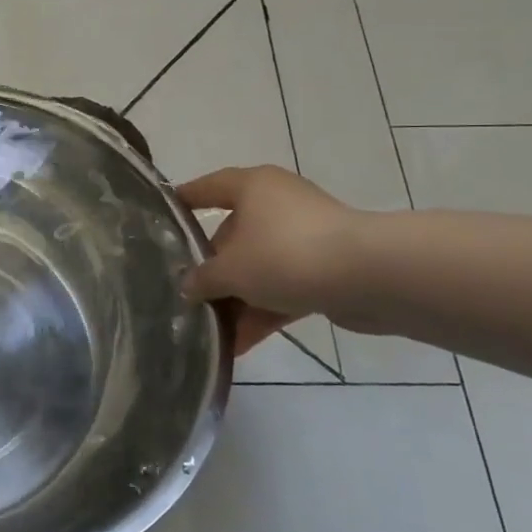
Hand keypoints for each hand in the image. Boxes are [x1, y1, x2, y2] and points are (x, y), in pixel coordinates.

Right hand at [176, 165, 363, 353]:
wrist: (370, 277)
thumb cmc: (285, 254)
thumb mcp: (230, 270)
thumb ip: (202, 279)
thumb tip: (187, 287)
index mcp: (252, 188)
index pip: (208, 187)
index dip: (184, 199)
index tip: (162, 215)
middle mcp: (277, 205)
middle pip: (232, 234)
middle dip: (210, 269)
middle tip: (186, 294)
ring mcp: (304, 237)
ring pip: (258, 266)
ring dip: (236, 299)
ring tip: (209, 330)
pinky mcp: (325, 268)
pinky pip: (283, 288)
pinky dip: (262, 311)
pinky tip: (239, 345)